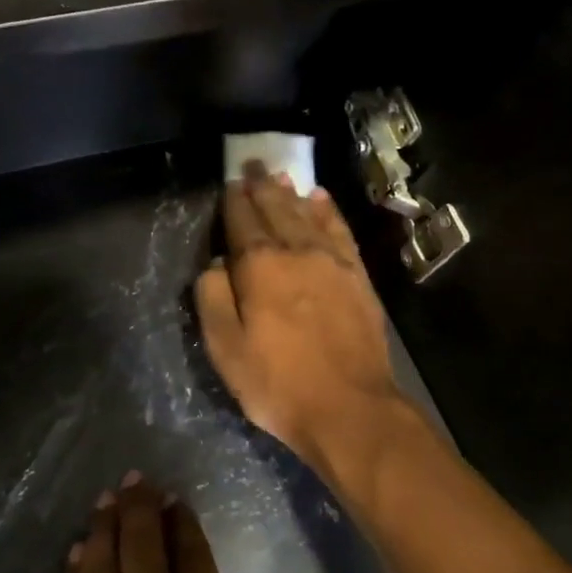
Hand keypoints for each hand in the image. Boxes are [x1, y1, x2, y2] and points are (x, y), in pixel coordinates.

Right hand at [195, 170, 405, 481]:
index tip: (231, 182)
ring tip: (281, 177)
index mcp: (260, 267)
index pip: (243, 222)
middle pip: (276, 210)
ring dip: (292, 194)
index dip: (235, 201)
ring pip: (308, 215)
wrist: (350, 407)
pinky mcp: (357, 276)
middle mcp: (297, 252)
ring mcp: (332, 262)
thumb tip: (215, 264)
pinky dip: (328, 212)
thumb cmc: (279, 384)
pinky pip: (340, 231)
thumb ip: (214, 299)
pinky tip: (321, 200)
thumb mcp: (227, 349)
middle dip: (262, 186)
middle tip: (254, 165)